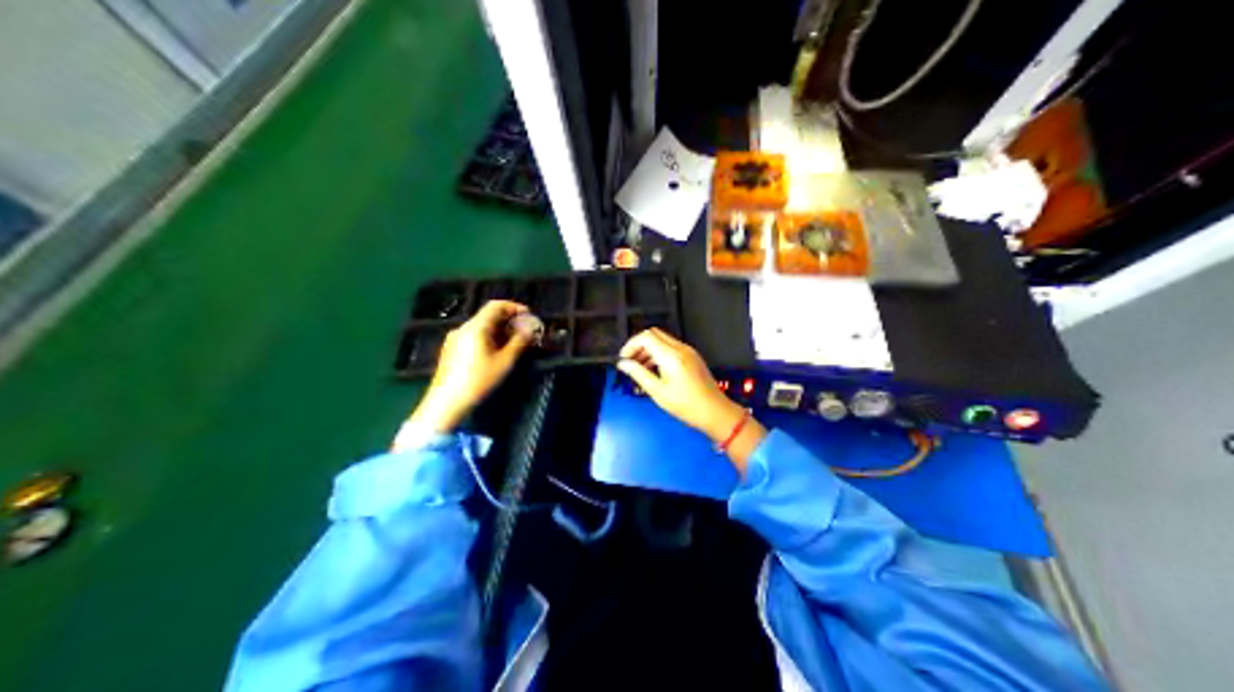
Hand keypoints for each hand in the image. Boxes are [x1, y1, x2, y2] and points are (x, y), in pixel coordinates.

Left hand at [412, 300, 532, 431]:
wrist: (446, 402)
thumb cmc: (478, 381)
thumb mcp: (504, 362)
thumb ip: (519, 342)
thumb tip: (530, 329)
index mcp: (475, 327)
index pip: (495, 306)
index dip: (514, 307)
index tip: (528, 315)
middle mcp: (463, 328)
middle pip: (488, 316)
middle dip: (508, 320)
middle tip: (524, 331)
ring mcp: (454, 338)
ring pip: (480, 326)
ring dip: (498, 330)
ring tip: (513, 343)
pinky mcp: (451, 349)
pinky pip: (472, 336)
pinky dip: (487, 337)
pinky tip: (495, 352)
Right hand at [615, 329, 739, 443]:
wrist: (715, 412)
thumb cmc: (686, 405)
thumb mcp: (657, 392)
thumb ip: (638, 374)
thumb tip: (623, 364)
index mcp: (671, 355)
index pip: (646, 337)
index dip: (631, 345)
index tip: (624, 360)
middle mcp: (680, 348)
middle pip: (654, 334)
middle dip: (639, 346)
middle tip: (630, 363)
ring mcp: (688, 352)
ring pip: (662, 341)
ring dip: (648, 351)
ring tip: (640, 371)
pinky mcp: (692, 357)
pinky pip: (671, 348)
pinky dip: (659, 355)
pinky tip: (654, 373)